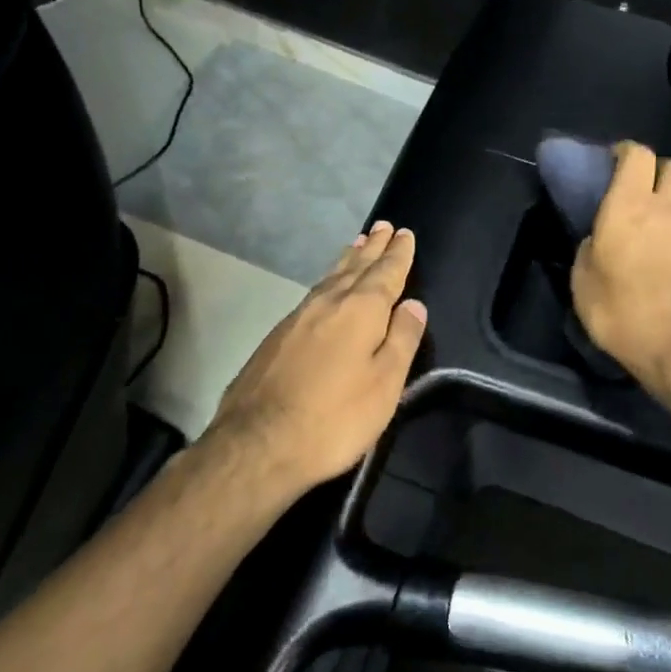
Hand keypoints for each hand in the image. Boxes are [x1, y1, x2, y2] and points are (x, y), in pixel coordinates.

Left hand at [209, 222, 426, 490]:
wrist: (257, 445)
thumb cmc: (334, 417)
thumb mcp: (384, 384)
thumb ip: (402, 339)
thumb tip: (414, 304)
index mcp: (361, 310)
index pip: (386, 273)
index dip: (398, 254)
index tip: (404, 233)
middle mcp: (329, 302)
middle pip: (357, 267)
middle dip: (374, 248)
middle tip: (383, 227)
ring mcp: (298, 317)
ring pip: (331, 277)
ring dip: (349, 259)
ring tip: (358, 243)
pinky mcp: (277, 335)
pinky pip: (313, 292)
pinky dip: (328, 279)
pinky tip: (327, 286)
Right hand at [569, 142, 670, 426]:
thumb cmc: (629, 317)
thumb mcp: (585, 290)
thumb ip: (587, 254)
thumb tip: (596, 241)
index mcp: (629, 207)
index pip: (637, 155)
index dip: (625, 152)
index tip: (612, 162)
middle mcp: (669, 208)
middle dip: (658, 171)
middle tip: (641, 192)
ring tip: (661, 225)